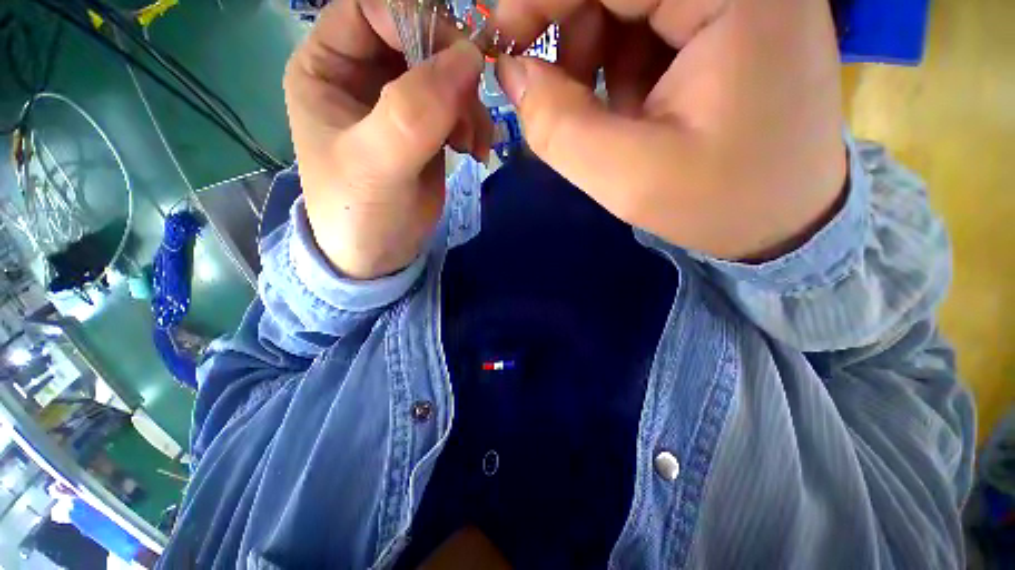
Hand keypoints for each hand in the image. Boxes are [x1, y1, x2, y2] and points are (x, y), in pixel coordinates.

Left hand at [283, 0, 491, 278]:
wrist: (380, 254)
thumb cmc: (360, 211)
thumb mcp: (376, 163)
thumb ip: (413, 112)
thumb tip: (468, 58)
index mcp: (327, 66)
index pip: (371, 7)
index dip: (414, 20)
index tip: (456, 61)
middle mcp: (361, 73)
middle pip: (415, 35)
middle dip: (452, 70)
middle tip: (471, 112)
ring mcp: (398, 100)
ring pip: (444, 71)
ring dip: (469, 103)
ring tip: (475, 143)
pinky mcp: (426, 126)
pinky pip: (458, 104)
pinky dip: (474, 122)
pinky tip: (475, 150)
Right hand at [494, 0, 846, 259]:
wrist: (786, 219)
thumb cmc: (719, 204)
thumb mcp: (628, 178)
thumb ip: (558, 128)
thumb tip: (511, 73)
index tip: (504, 40)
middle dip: (572, 28)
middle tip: (551, 90)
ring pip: (630, 3)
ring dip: (597, 52)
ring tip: (605, 114)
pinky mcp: (733, 18)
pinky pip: (652, 21)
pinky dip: (623, 61)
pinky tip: (633, 106)